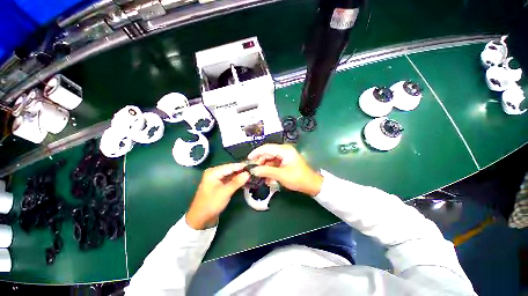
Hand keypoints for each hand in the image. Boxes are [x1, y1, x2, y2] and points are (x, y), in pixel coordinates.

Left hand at [186, 163, 249, 229]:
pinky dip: (236, 180)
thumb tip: (248, 173)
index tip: (252, 165)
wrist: (200, 218)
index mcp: (213, 172)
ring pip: (230, 174)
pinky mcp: (219, 184)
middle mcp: (214, 173)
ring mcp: (216, 179)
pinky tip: (243, 180)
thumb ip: (237, 182)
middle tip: (253, 170)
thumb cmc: (211, 203)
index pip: (230, 166)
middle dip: (241, 170)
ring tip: (250, 174)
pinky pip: (229, 179)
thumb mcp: (225, 192)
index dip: (241, 166)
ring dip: (239, 175)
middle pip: (230, 169)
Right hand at [247, 144, 322, 195]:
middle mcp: (284, 150)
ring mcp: (284, 155)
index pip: (266, 148)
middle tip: (253, 170)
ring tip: (259, 176)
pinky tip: (267, 177)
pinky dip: (269, 169)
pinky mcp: (284, 161)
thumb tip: (253, 170)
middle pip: (267, 153)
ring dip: (264, 167)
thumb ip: (266, 171)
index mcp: (284, 150)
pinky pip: (273, 163)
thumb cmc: (298, 178)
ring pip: (269, 159)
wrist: (311, 184)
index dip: (256, 153)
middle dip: (260, 162)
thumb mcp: (281, 175)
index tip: (248, 160)